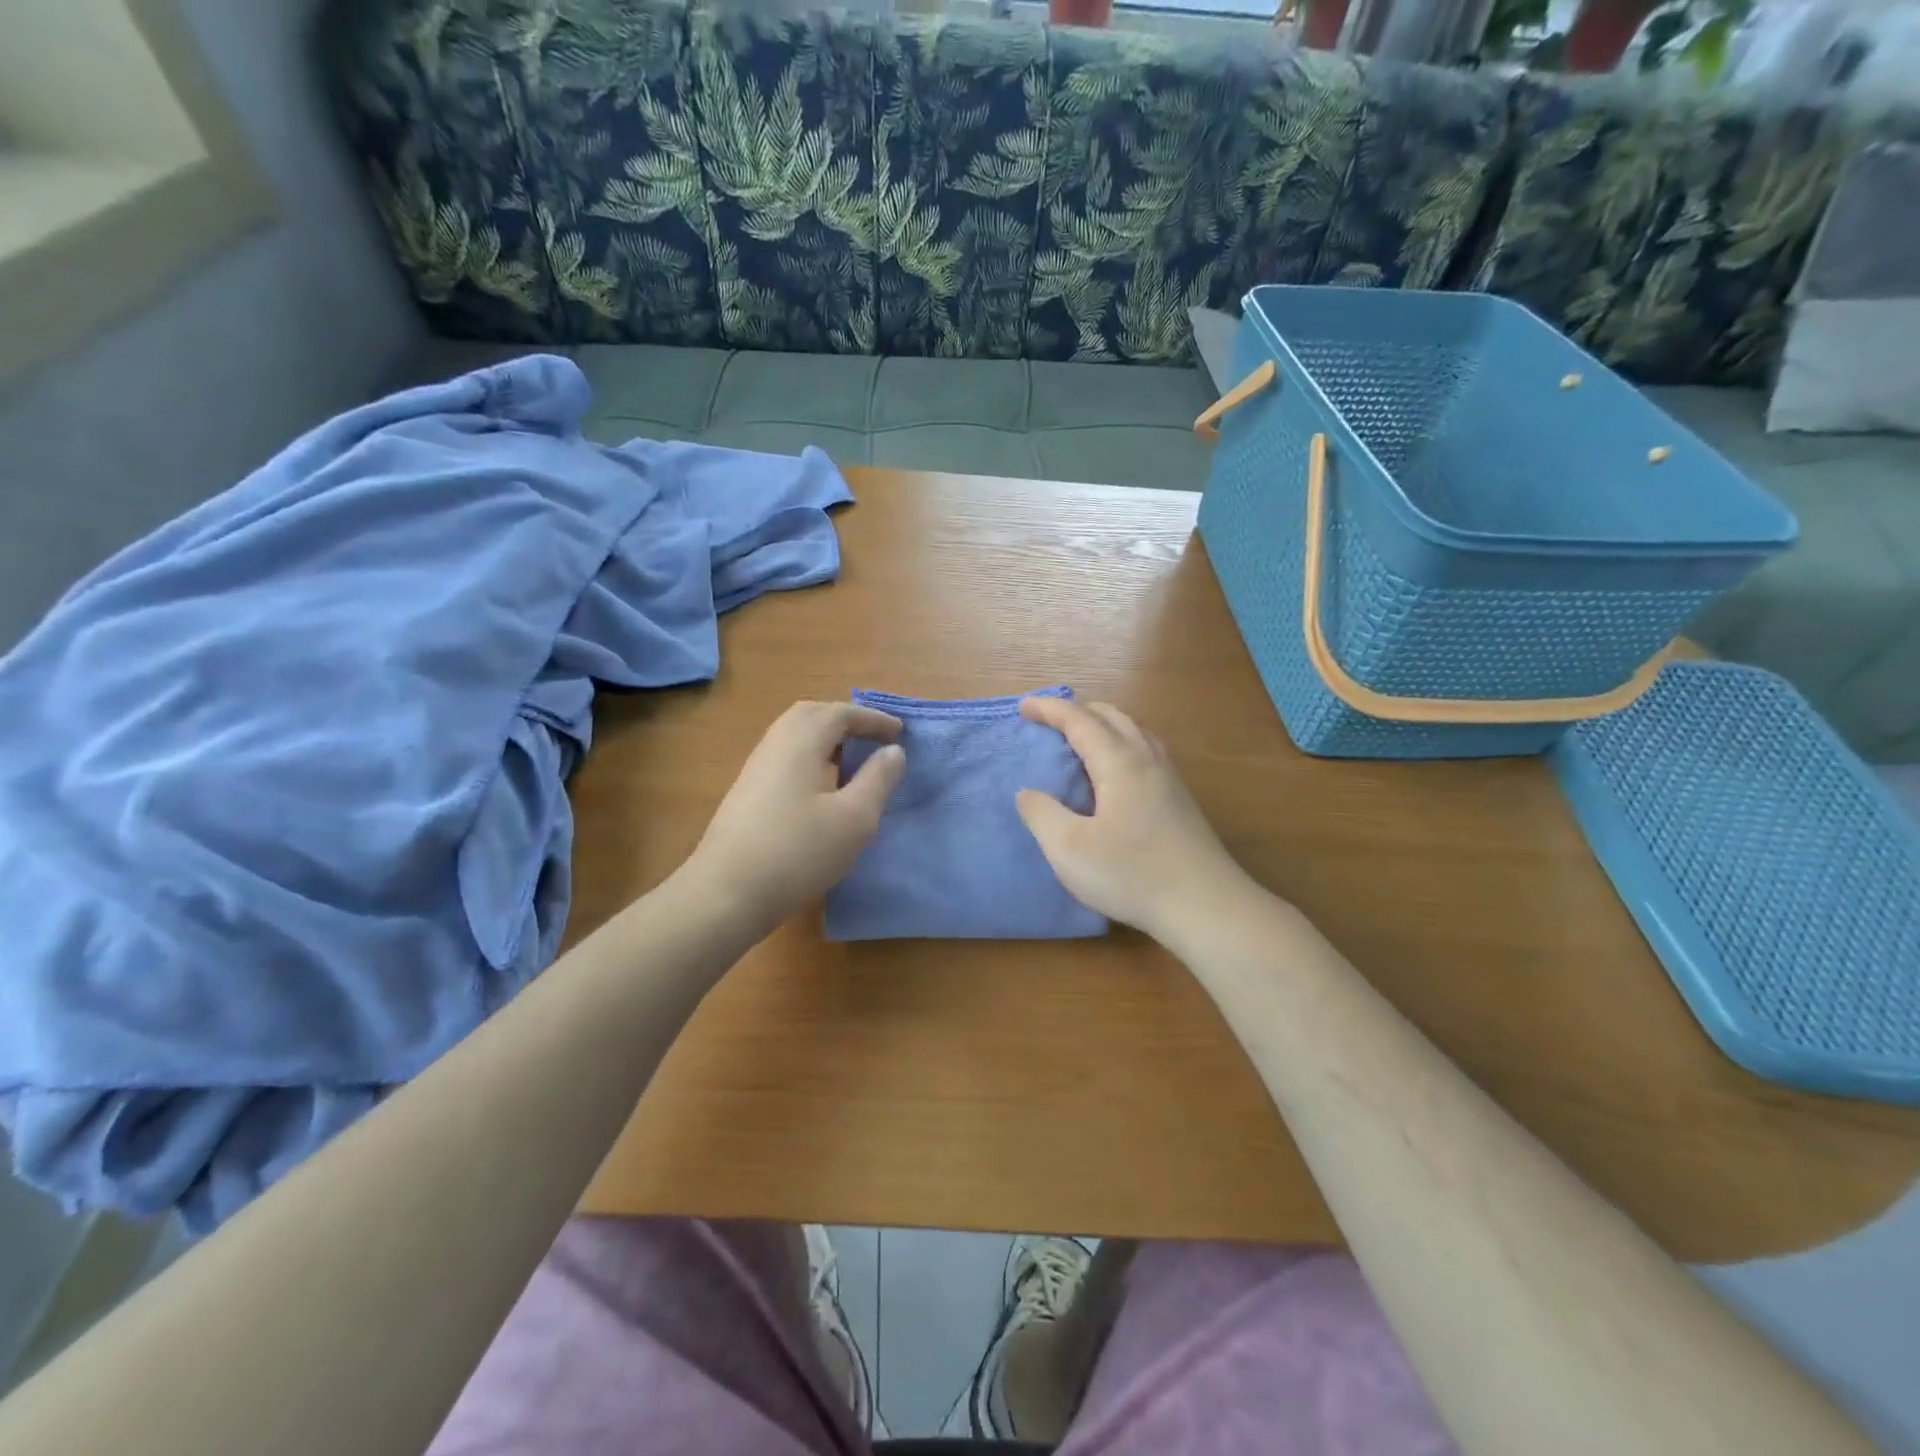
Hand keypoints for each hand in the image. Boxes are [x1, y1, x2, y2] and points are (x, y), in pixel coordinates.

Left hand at [683, 701, 905, 935]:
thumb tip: (894, 751)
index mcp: (801, 742)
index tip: (900, 732)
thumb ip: (878, 779)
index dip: (872, 719)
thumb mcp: (854, 818)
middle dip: (845, 720)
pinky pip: (785, 758)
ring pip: (794, 737)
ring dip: (826, 740)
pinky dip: (811, 758)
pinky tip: (822, 790)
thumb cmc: (799, 851)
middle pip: (811, 715)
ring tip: (852, 762)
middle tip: (872, 738)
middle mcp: (775, 745)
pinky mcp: (746, 794)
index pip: (840, 713)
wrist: (727, 893)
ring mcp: (755, 770)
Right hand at [1016, 697, 1253, 943]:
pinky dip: (1122, 742)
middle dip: (1077, 710)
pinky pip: (1147, 750)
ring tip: (1081, 738)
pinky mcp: (1181, 800)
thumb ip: (1041, 814)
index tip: (1023, 707)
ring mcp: (1170, 779)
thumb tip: (1027, 792)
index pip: (1079, 721)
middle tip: (1049, 720)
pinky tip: (1117, 770)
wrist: (1205, 906)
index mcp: (1119, 763)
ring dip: (1103, 724)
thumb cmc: (1132, 875)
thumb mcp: (1068, 849)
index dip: (1049, 709)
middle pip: (1112, 716)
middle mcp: (1147, 760)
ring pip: (1134, 731)